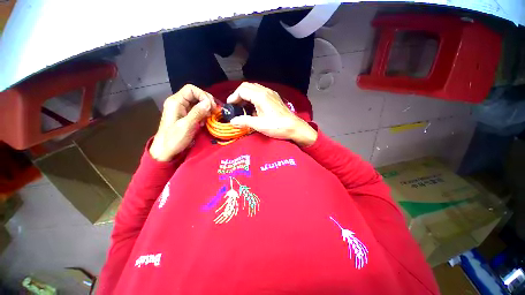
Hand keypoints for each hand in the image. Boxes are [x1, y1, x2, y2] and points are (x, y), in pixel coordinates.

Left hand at [150, 84, 215, 160]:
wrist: (165, 151)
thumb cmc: (174, 139)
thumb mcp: (187, 125)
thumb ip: (197, 112)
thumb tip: (209, 102)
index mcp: (175, 102)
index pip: (191, 89)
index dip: (203, 95)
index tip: (211, 106)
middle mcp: (178, 103)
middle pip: (195, 94)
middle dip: (206, 101)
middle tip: (214, 111)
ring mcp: (182, 110)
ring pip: (197, 102)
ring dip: (206, 108)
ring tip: (210, 117)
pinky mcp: (185, 116)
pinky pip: (197, 110)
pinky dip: (203, 114)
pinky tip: (205, 121)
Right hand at [227, 82, 316, 146]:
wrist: (294, 127)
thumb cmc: (277, 126)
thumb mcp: (259, 125)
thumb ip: (244, 121)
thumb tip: (232, 121)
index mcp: (260, 96)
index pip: (242, 90)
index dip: (233, 97)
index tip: (230, 106)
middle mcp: (265, 91)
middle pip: (247, 87)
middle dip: (239, 95)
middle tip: (235, 106)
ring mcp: (271, 93)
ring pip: (254, 89)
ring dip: (246, 96)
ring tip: (243, 107)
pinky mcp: (274, 98)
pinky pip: (260, 93)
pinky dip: (253, 97)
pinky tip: (254, 108)